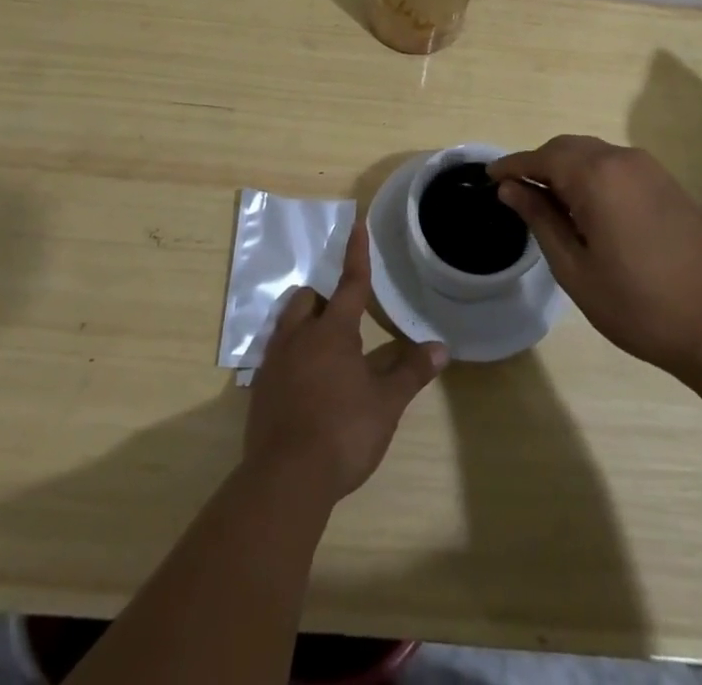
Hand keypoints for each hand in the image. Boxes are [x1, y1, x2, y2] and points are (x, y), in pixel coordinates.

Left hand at [243, 215, 447, 503]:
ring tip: (323, 347)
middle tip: (343, 317)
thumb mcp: (385, 404)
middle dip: (323, 298)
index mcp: (332, 331)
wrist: (286, 479)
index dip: (356, 253)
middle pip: (307, 299)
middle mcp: (299, 337)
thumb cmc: (343, 431)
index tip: (356, 223)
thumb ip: (411, 373)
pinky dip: (291, 356)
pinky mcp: (260, 389)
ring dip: (304, 323)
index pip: (350, 283)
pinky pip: (275, 355)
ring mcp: (274, 362)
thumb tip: (441, 348)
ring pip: (287, 324)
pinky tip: (304, 382)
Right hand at [489, 136, 701, 383]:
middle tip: (516, 193)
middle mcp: (622, 159)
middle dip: (538, 164)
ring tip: (548, 203)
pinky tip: (586, 208)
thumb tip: (511, 189)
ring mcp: (649, 168)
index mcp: (596, 176)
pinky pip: (616, 165)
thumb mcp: (576, 269)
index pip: (541, 157)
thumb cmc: (639, 305)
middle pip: (567, 148)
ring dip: (566, 169)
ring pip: (592, 153)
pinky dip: (592, 175)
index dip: (512, 165)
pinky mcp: (666, 182)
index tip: (488, 176)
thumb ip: (540, 220)